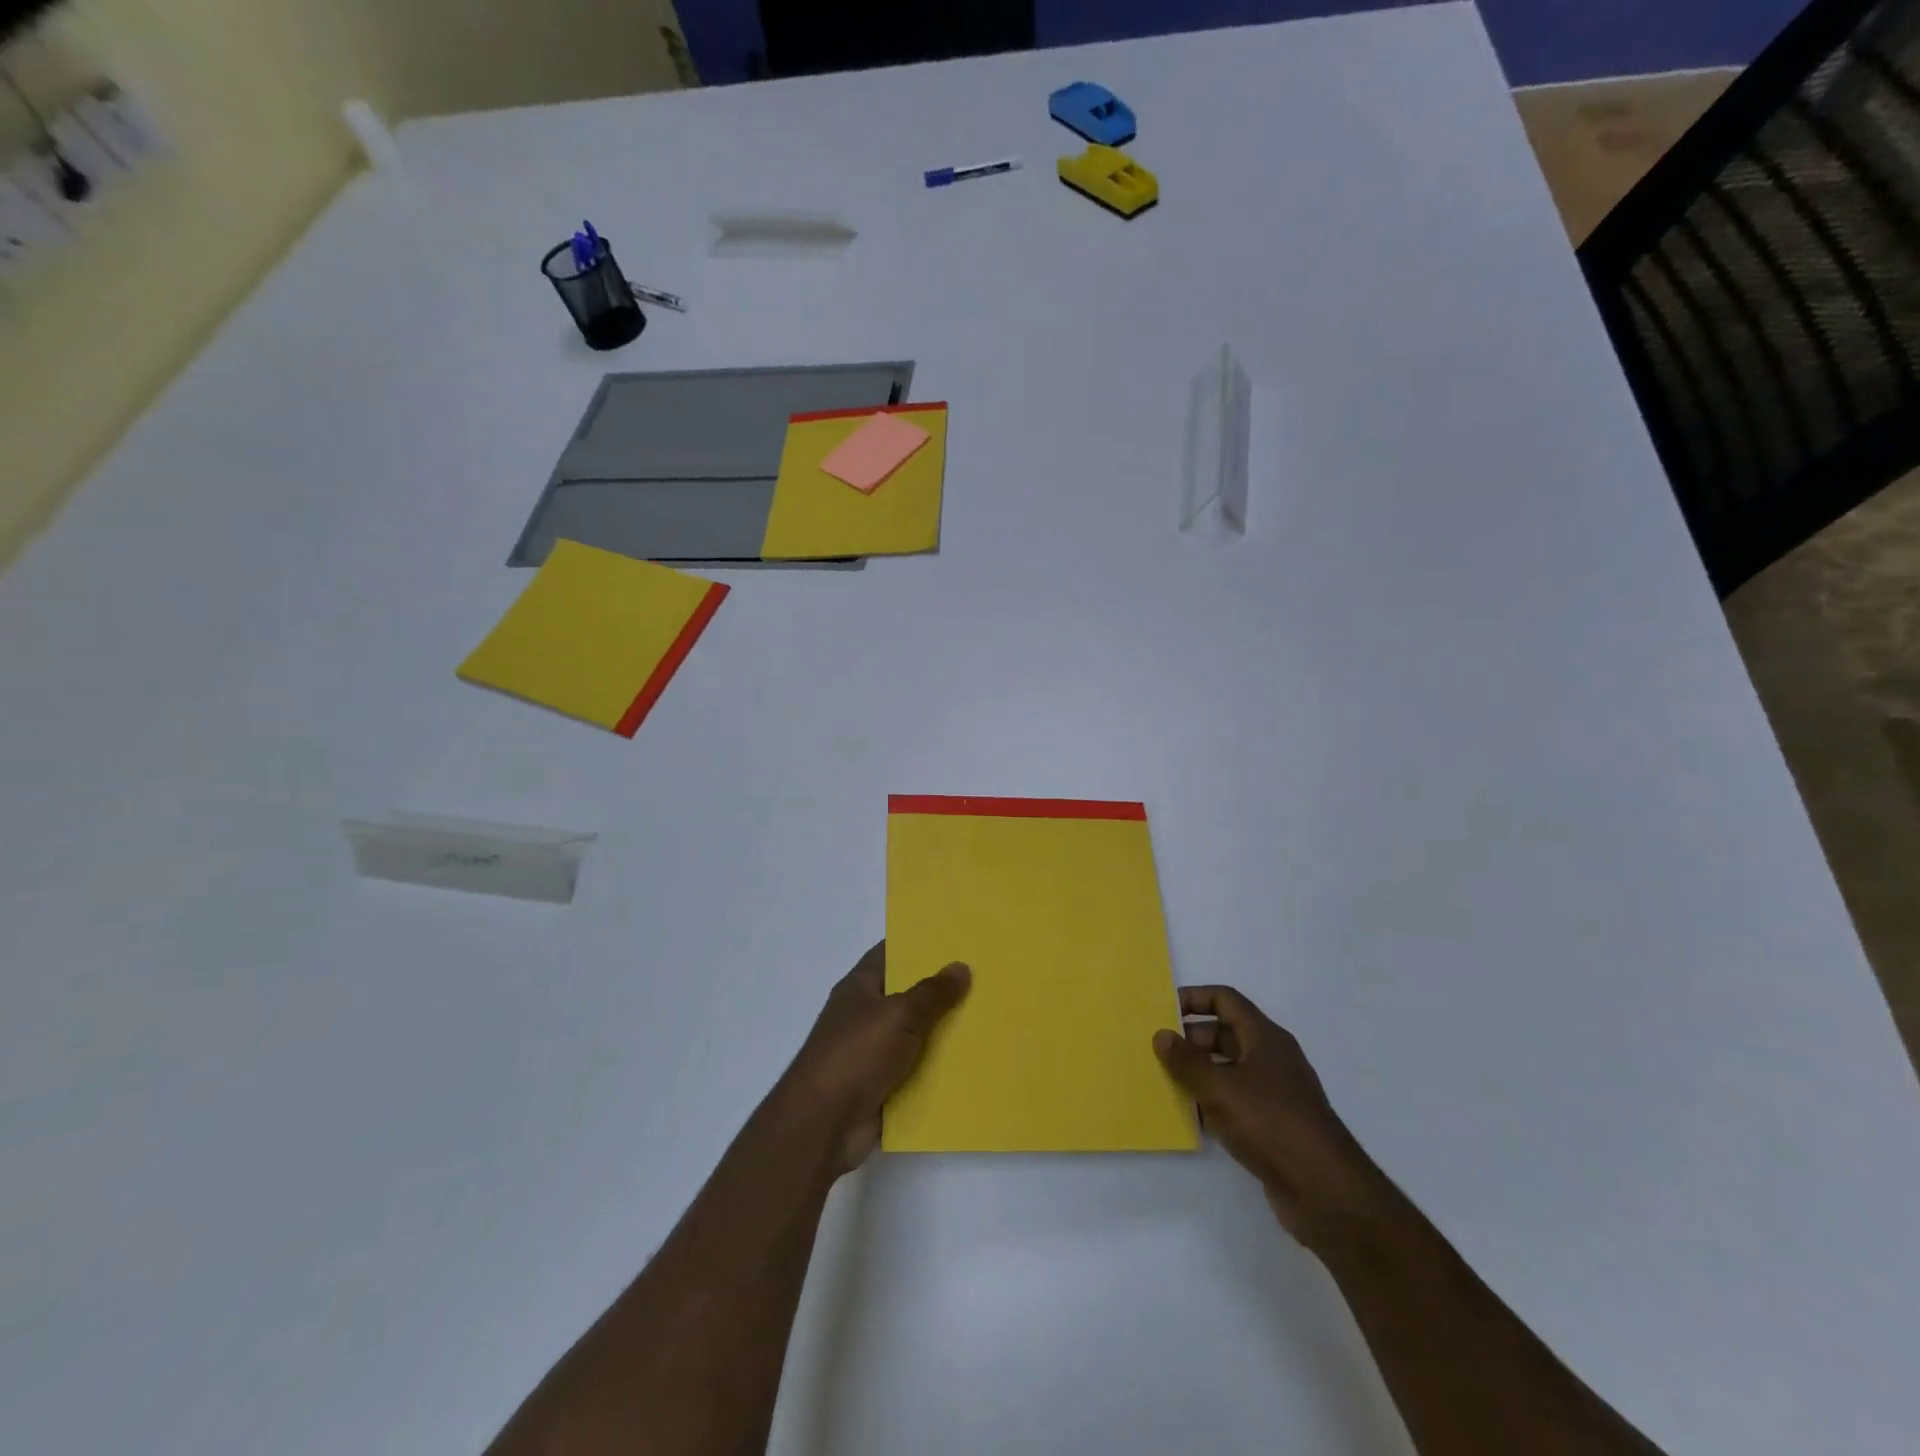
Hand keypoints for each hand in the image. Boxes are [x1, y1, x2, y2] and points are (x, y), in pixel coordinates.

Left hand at [779, 941, 970, 1173]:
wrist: (823, 1125)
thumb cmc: (856, 1055)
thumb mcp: (898, 1015)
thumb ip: (932, 993)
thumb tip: (961, 966)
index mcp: (860, 987)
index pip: (890, 953)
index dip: (919, 944)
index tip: (955, 939)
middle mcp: (865, 1015)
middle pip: (908, 994)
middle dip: (940, 989)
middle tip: (983, 977)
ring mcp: (873, 1052)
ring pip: (916, 1034)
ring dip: (944, 1031)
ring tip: (988, 1017)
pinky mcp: (882, 1086)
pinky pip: (917, 1070)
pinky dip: (938, 1068)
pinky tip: (973, 1061)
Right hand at [1154, 985, 1386, 1247]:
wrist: (1325, 1192)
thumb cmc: (1272, 1124)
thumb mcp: (1221, 1088)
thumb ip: (1187, 1061)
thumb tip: (1161, 1035)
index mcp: (1264, 1037)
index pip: (1225, 1000)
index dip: (1194, 999)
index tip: (1162, 1010)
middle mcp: (1270, 1059)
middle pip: (1224, 1034)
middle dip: (1189, 1039)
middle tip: (1155, 1049)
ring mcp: (1273, 1094)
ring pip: (1227, 1070)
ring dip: (1197, 1072)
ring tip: (1161, 1079)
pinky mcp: (1271, 1126)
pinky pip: (1233, 1102)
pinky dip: (1210, 1103)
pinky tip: (1186, 1115)